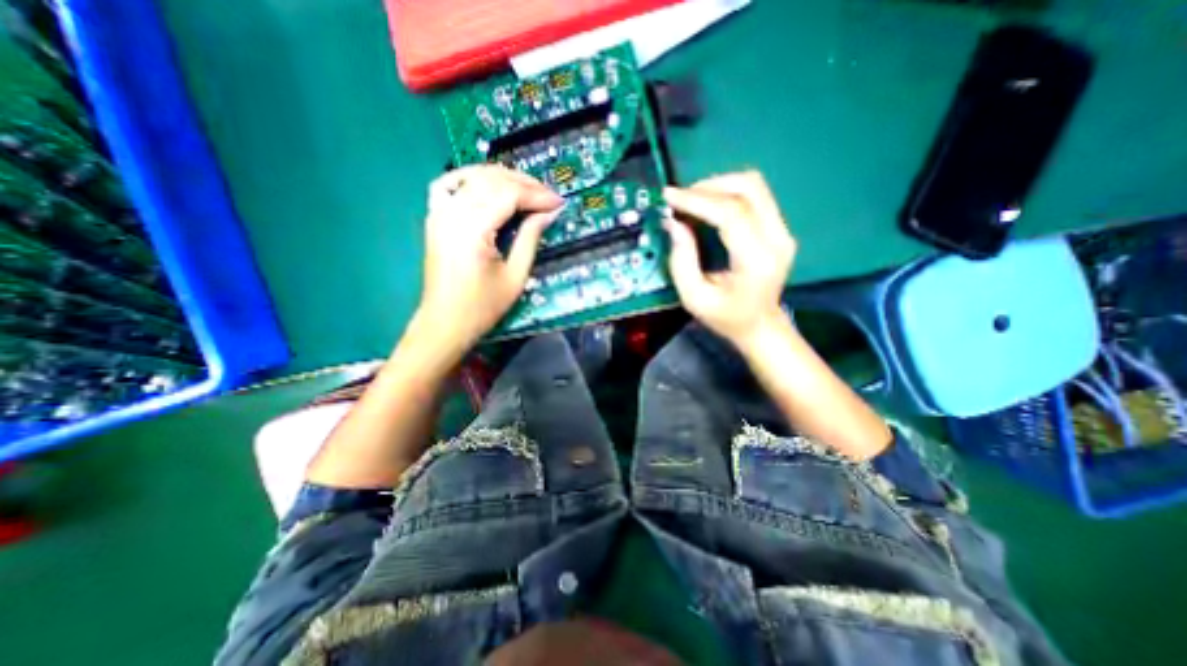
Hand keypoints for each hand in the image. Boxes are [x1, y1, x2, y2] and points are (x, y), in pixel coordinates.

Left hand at [415, 164, 565, 346]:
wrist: (445, 322)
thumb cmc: (482, 307)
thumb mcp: (515, 276)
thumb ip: (530, 239)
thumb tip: (548, 213)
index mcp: (473, 229)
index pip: (509, 195)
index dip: (537, 195)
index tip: (558, 202)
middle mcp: (453, 212)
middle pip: (492, 180)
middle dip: (525, 184)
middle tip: (548, 196)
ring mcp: (439, 212)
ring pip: (473, 176)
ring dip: (503, 177)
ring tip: (527, 189)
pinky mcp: (434, 218)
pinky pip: (449, 184)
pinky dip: (470, 177)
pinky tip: (486, 182)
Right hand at [659, 171, 795, 353]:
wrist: (760, 325)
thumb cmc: (726, 317)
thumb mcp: (694, 298)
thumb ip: (681, 261)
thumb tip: (674, 223)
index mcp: (757, 260)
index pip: (731, 213)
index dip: (697, 200)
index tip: (669, 197)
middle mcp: (777, 239)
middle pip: (748, 188)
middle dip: (707, 187)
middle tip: (680, 199)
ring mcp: (782, 230)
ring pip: (753, 185)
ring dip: (717, 186)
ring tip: (691, 201)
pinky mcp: (779, 227)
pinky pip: (754, 195)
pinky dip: (726, 194)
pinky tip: (707, 206)